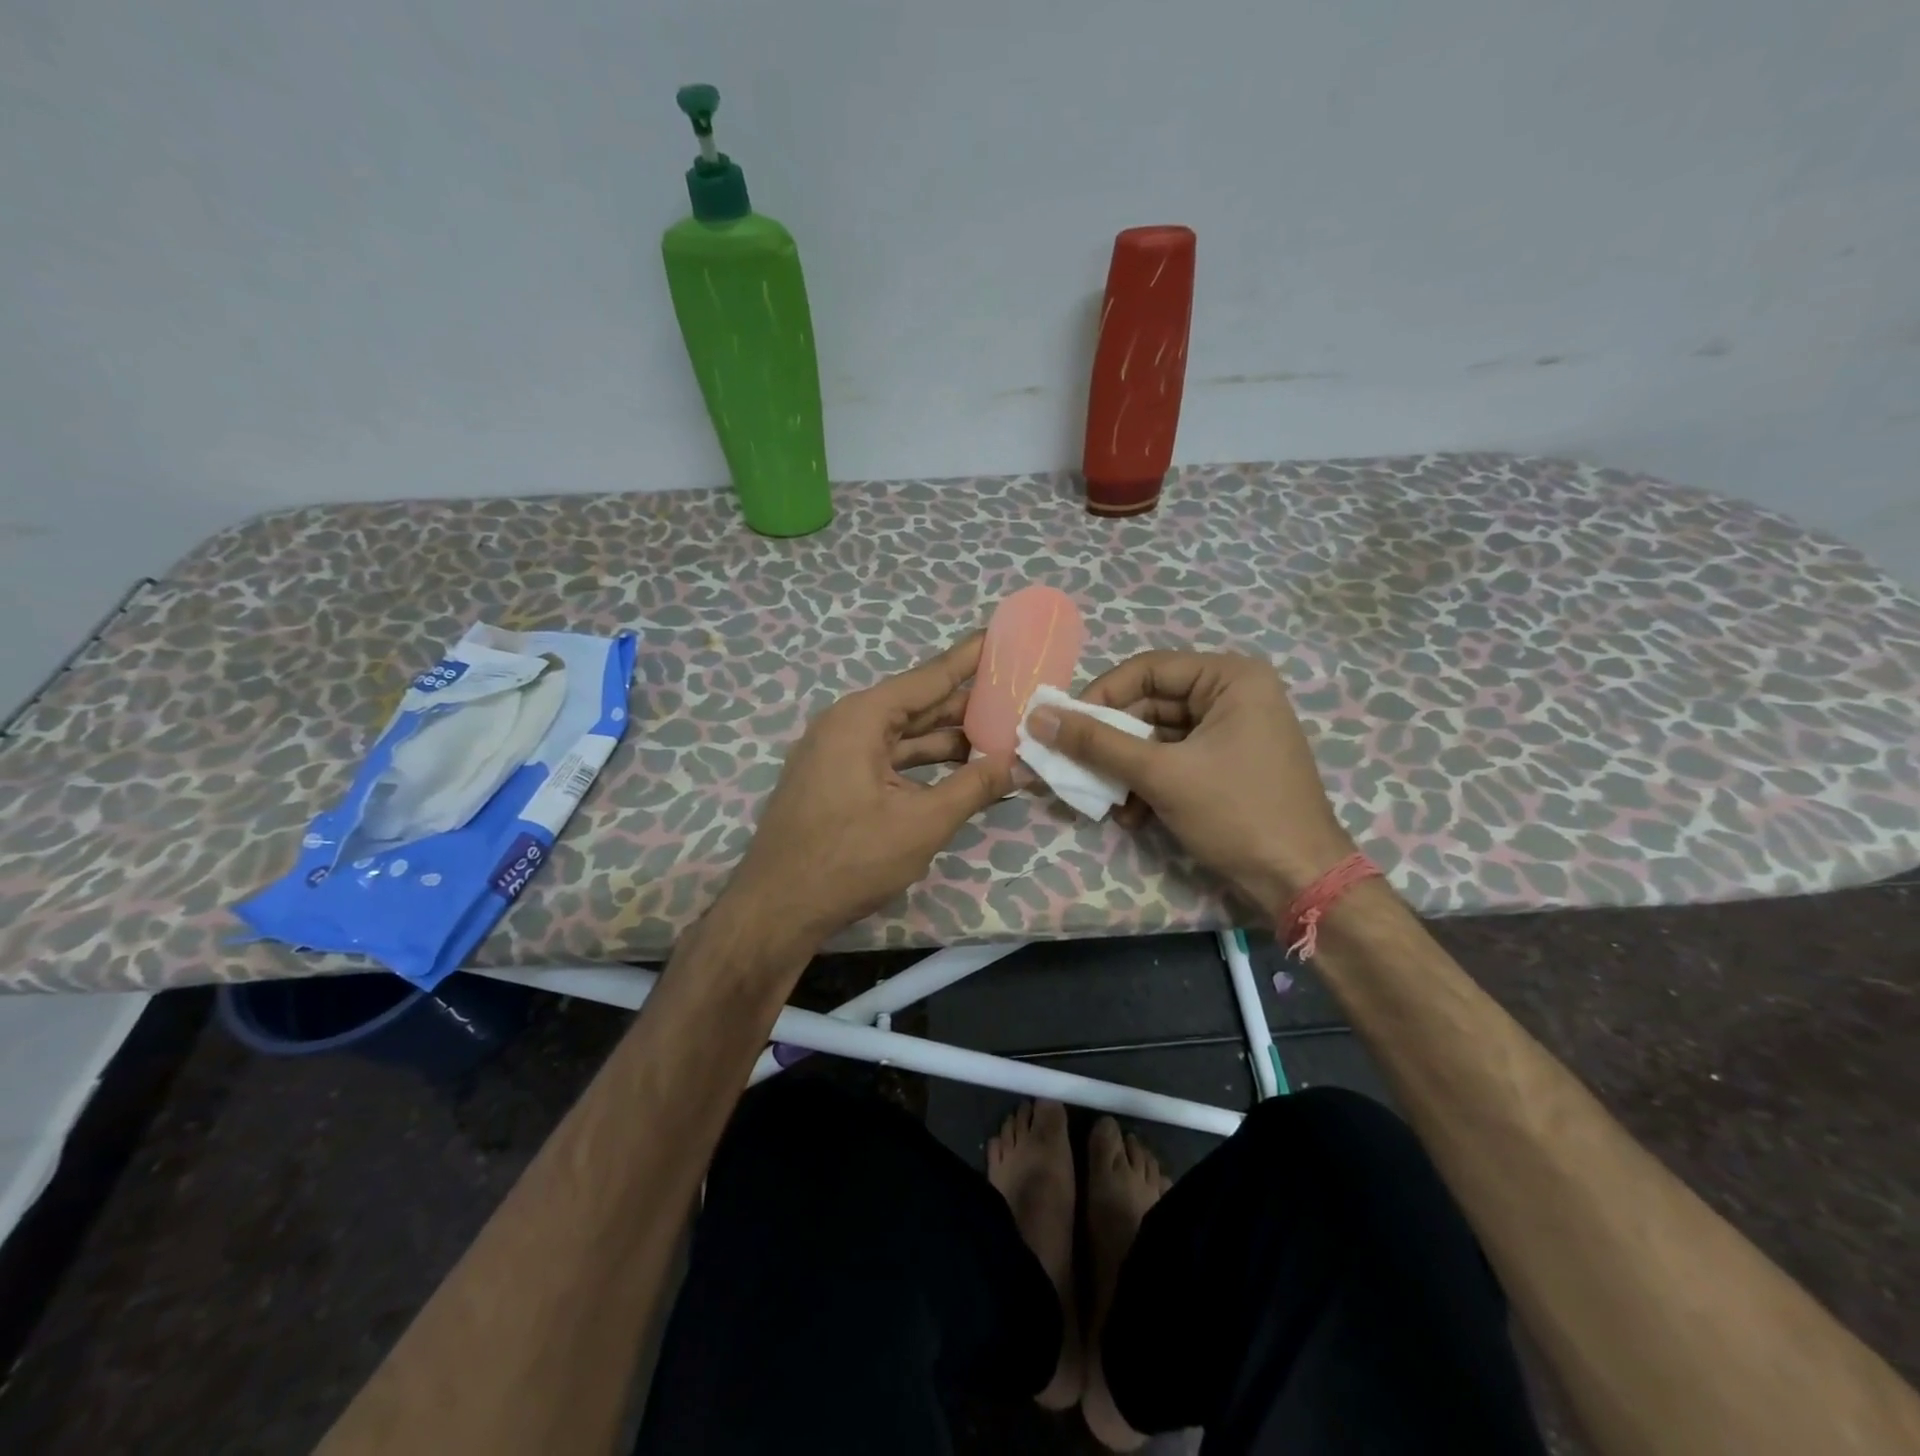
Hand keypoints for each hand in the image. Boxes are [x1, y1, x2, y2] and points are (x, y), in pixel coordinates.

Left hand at [722, 634, 1014, 951]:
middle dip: (967, 703)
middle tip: (1015, 693)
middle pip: (918, 705)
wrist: (776, 910)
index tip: (1000, 635)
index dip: (969, 659)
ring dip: (949, 740)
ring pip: (905, 737)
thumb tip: (1019, 764)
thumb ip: (974, 787)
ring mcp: (838, 755)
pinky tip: (960, 772)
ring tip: (1001, 735)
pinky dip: (924, 765)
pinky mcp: (837, 782)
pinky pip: (890, 760)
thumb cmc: (848, 859)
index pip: (928, 677)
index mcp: (862, 718)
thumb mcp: (922, 823)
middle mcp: (847, 725)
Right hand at [1028, 651, 1353, 912]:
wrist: (1300, 881)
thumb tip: (1038, 717)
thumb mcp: (1160, 774)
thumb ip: (1096, 743)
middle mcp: (1234, 694)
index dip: (1099, 696)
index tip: (1062, 728)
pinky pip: (1175, 760)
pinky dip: (1149, 783)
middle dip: (1112, 742)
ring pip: (1158, 737)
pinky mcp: (1228, 764)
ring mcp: (1234, 731)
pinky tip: (1133, 816)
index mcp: (1230, 678)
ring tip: (1107, 801)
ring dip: (1126, 769)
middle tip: (1075, 768)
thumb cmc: (1236, 813)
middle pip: (1150, 705)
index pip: (1146, 670)